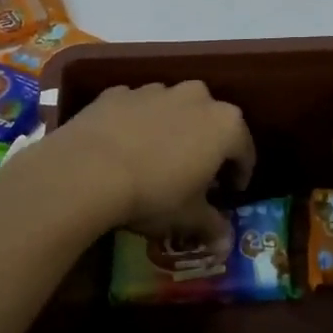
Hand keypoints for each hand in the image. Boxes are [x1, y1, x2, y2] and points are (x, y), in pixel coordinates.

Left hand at [39, 81, 254, 245]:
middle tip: (196, 174)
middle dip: (207, 144)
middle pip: (211, 121)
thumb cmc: (153, 194)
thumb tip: (226, 243)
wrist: (87, 170)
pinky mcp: (118, 93)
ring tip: (157, 159)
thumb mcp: (188, 218)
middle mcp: (195, 97)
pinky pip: (136, 109)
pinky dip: (136, 124)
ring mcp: (155, 90)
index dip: (240, 173)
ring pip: (173, 109)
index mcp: (225, 124)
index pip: (245, 149)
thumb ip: (212, 225)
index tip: (230, 192)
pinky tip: (124, 148)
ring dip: (172, 130)